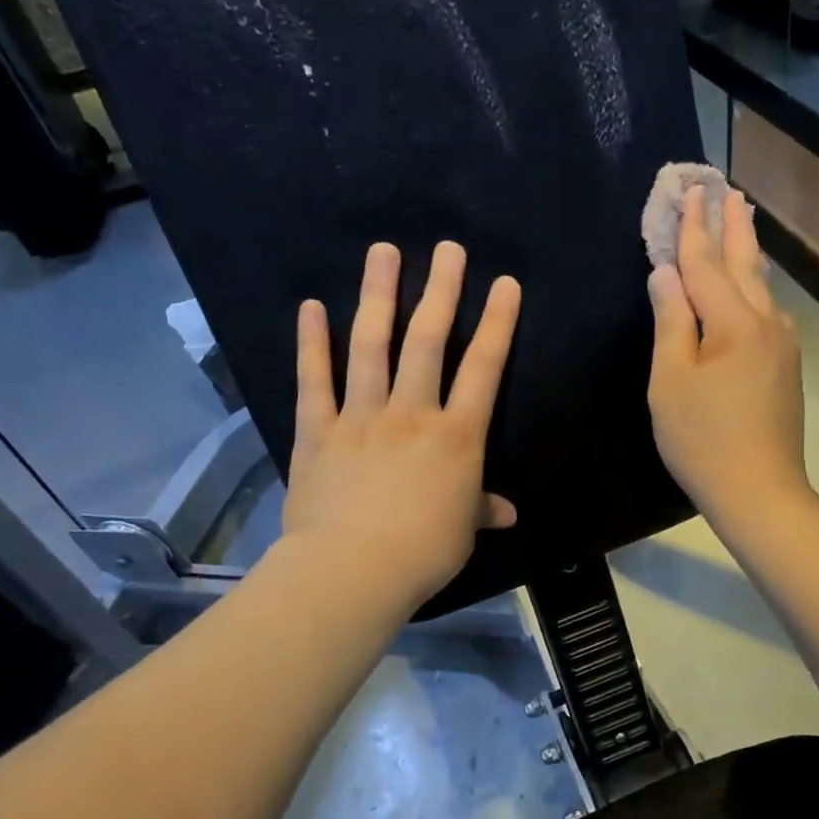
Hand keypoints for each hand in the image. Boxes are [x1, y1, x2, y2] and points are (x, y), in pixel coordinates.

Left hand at [283, 240, 520, 609]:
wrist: (354, 570)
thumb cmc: (423, 552)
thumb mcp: (463, 530)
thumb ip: (482, 510)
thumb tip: (507, 512)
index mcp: (456, 436)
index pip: (484, 369)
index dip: (497, 323)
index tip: (505, 283)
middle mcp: (412, 413)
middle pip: (428, 341)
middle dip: (441, 291)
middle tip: (447, 249)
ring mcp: (361, 417)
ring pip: (370, 346)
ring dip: (377, 296)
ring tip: (382, 252)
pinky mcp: (318, 432)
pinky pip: (314, 381)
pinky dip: (311, 344)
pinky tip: (310, 308)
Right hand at [647, 186, 809, 534]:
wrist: (760, 490)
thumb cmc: (702, 439)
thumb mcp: (671, 381)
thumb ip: (671, 322)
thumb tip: (666, 274)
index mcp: (734, 321)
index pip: (707, 262)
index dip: (694, 227)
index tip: (690, 190)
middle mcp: (767, 322)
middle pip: (744, 263)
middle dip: (732, 225)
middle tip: (727, 189)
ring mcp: (783, 345)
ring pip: (760, 287)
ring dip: (747, 253)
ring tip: (741, 223)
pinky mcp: (786, 367)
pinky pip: (766, 312)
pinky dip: (752, 287)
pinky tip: (750, 287)